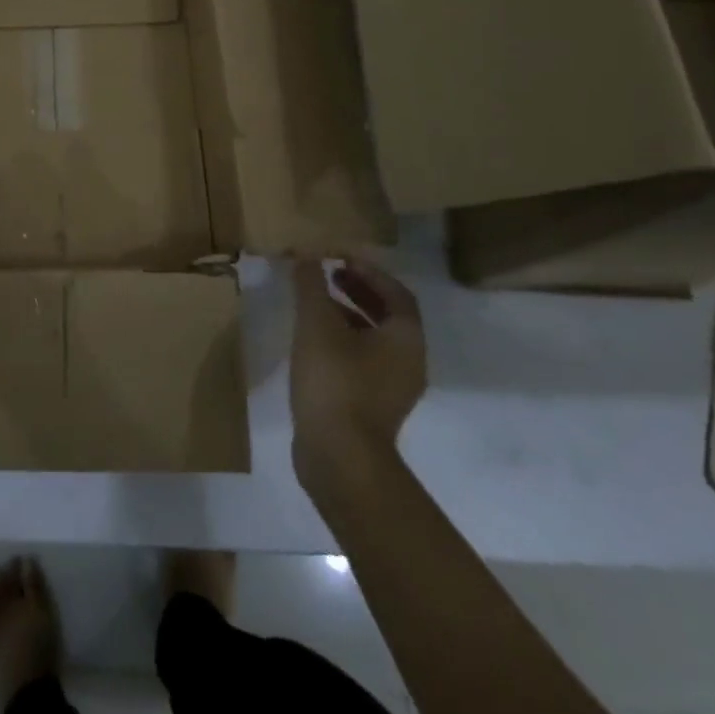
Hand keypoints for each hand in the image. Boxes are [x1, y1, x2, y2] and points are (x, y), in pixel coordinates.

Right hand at [289, 255, 426, 499]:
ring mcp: (391, 388)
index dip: (369, 271)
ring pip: (373, 340)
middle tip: (328, 273)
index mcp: (405, 339)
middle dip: (358, 290)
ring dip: (347, 315)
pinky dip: (341, 341)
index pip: (397, 293)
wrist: (340, 457)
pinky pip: (362, 361)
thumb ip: (312, 286)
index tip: (340, 257)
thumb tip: (306, 255)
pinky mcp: (371, 407)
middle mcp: (407, 362)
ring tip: (314, 303)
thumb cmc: (335, 381)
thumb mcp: (317, 324)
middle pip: (388, 316)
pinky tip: (311, 341)